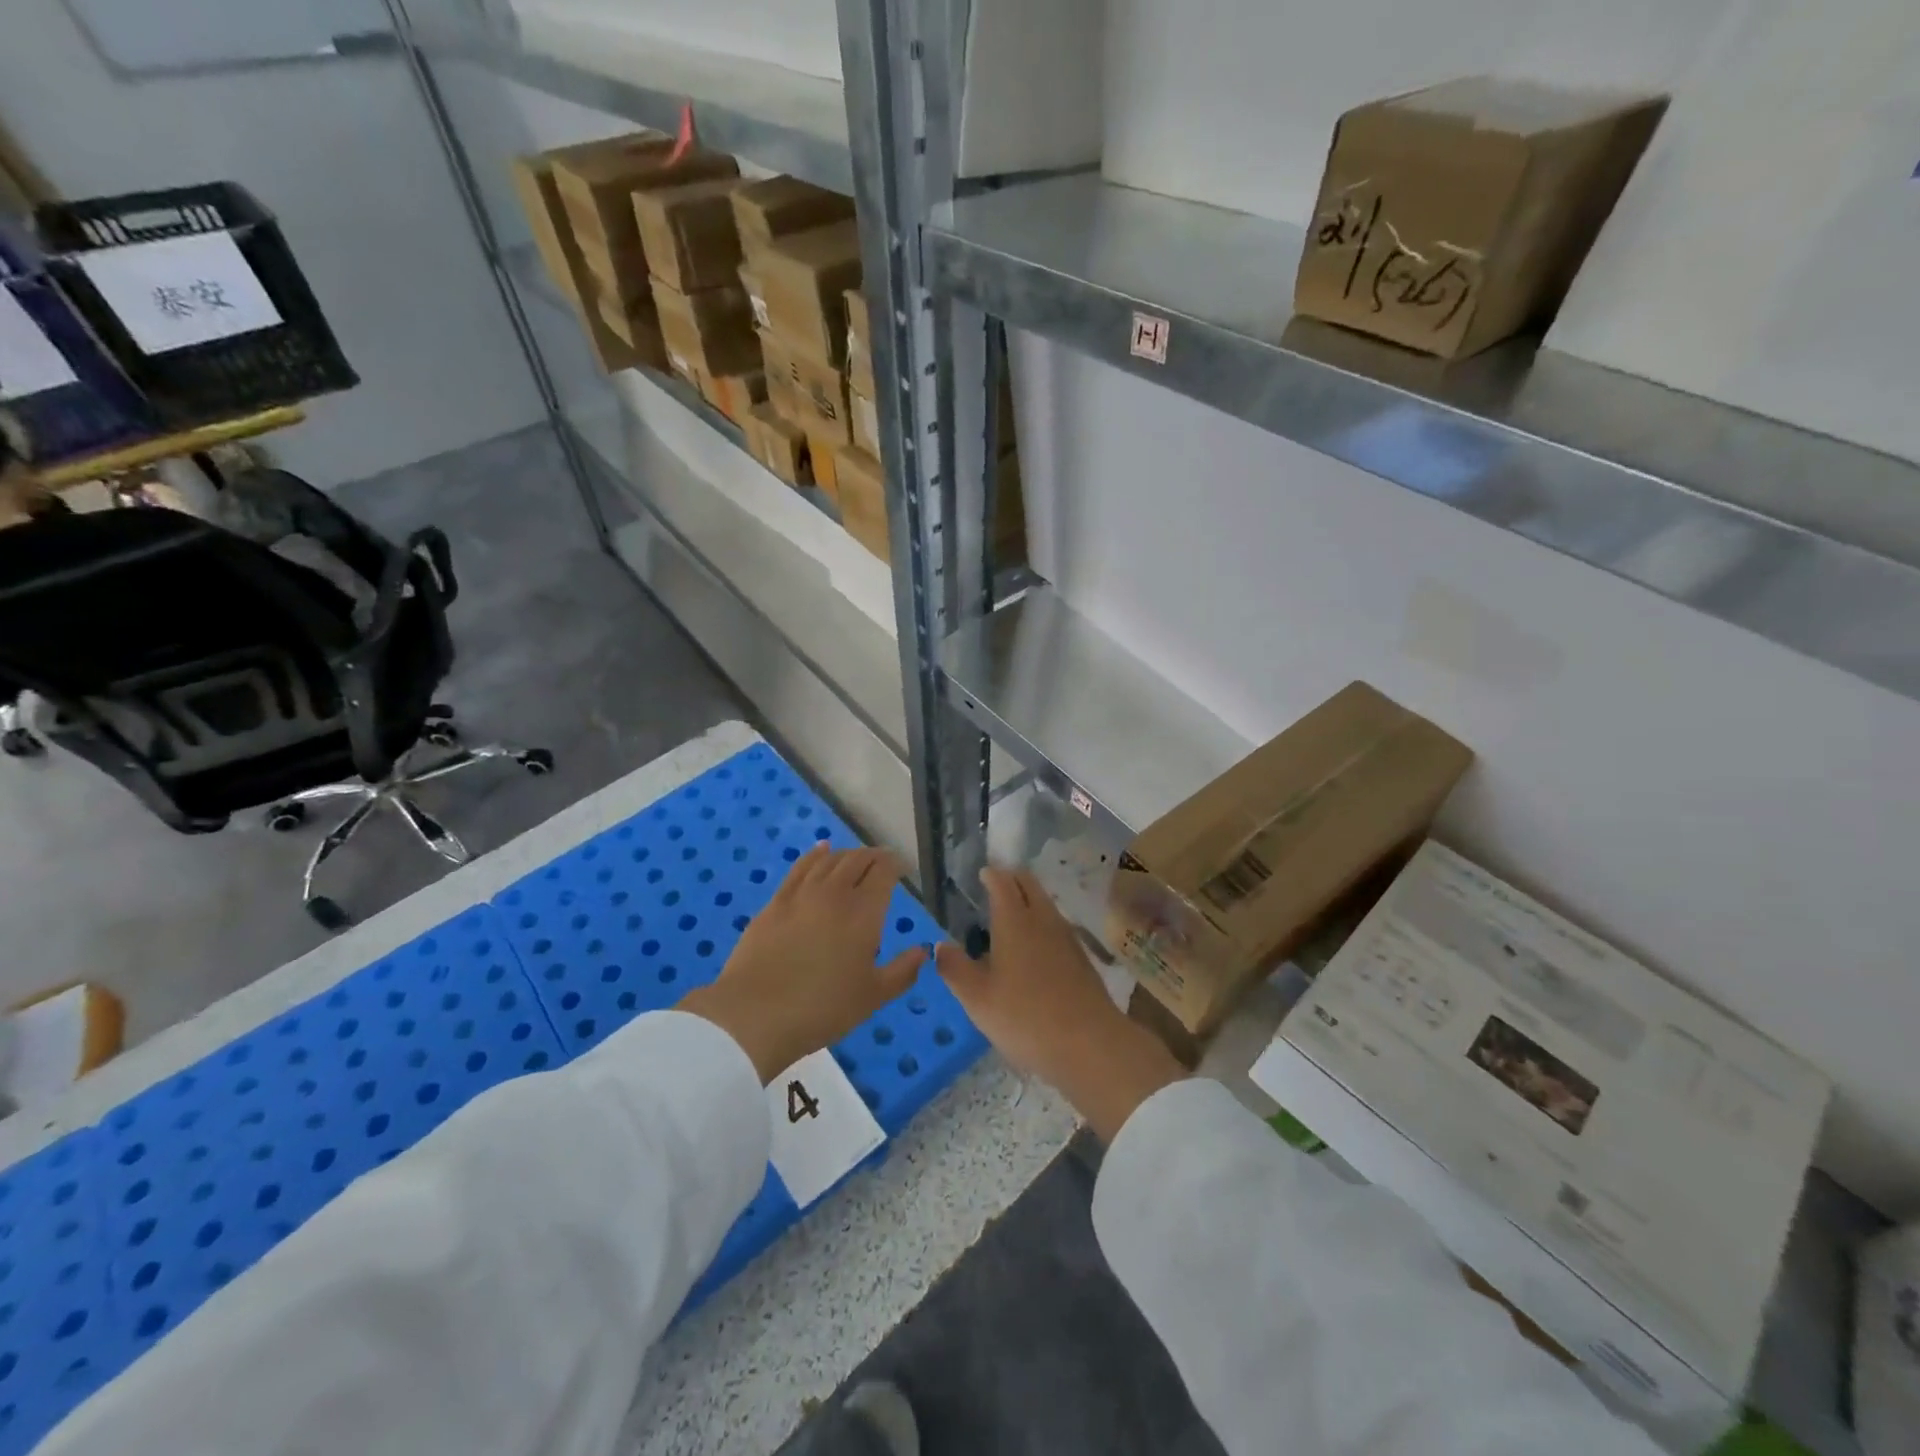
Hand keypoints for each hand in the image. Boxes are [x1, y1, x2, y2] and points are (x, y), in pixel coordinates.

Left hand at [681, 844, 924, 1082]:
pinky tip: (821, 850)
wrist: (755, 1013)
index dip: (896, 865)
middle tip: (882, 862)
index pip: (884, 872)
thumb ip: (902, 971)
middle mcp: (835, 893)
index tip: (902, 868)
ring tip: (855, 857)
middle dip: (873, 856)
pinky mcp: (776, 901)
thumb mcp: (872, 997)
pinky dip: (815, 855)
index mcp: (864, 912)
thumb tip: (923, 951)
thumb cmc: (822, 1008)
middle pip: (857, 860)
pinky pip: (800, 867)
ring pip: (830, 860)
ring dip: (847, 854)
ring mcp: (802, 894)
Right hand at [935, 866, 1182, 1140]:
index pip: (1003, 882)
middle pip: (1029, 884)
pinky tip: (1034, 947)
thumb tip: (940, 946)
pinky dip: (1042, 923)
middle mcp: (1043, 919)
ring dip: (1029, 900)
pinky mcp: (1081, 957)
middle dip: (1012, 879)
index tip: (982, 874)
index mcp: (1014, 920)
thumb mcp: (977, 999)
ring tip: (1011, 915)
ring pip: (1045, 904)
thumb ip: (955, 968)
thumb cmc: (1025, 1017)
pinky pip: (1057, 926)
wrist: (1089, 1044)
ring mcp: (1066, 937)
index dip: (991, 875)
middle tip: (996, 886)